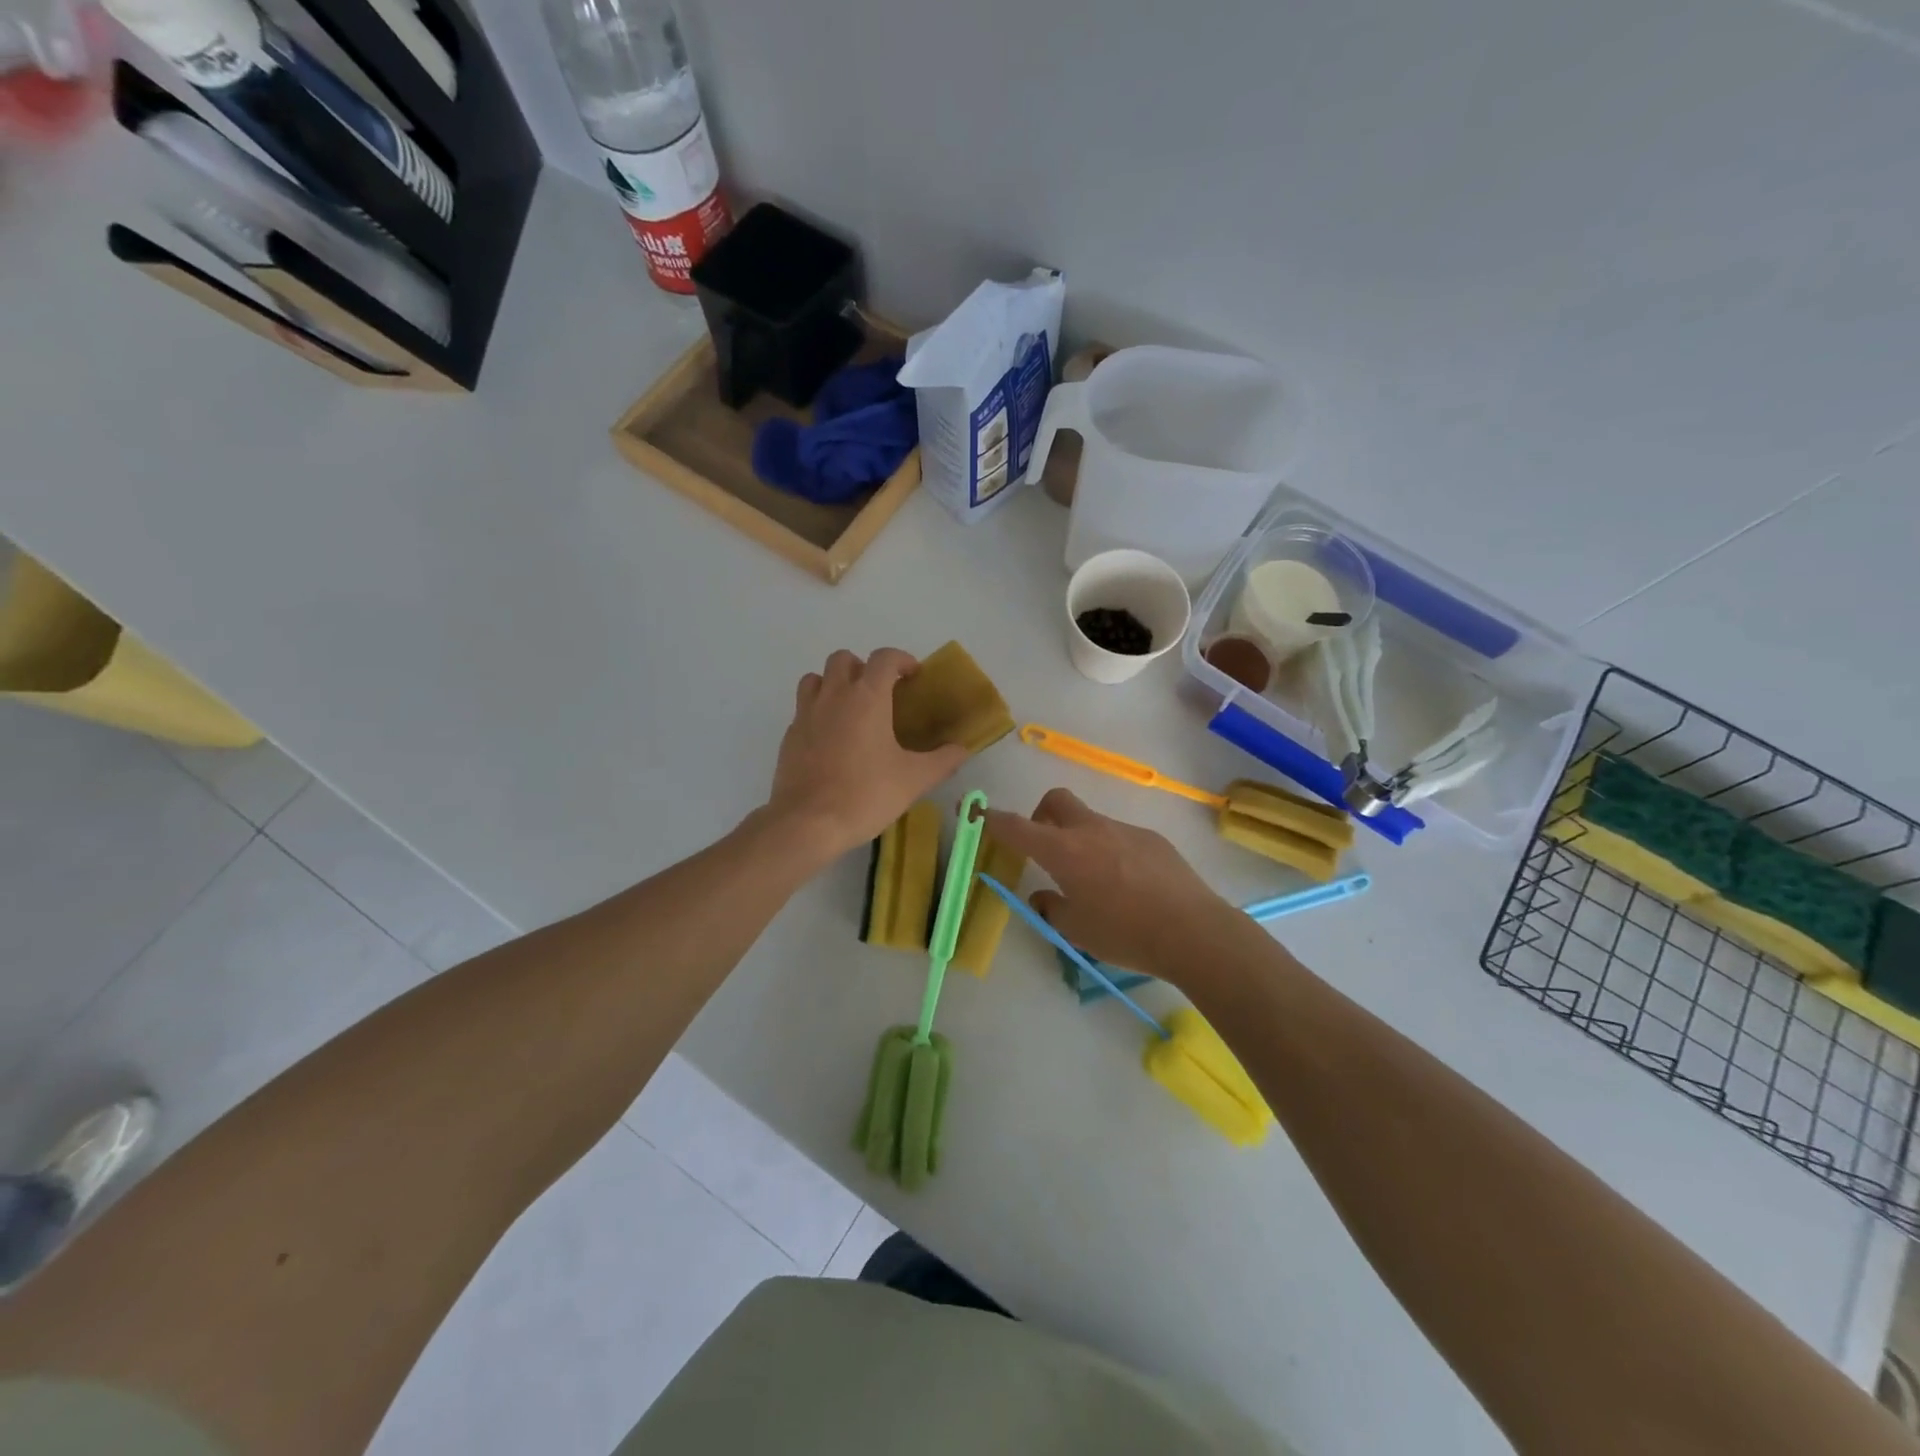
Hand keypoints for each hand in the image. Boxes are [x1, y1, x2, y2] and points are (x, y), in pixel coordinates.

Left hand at [765, 648, 969, 864]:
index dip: (901, 660)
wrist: (808, 822)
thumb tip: (962, 749)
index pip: (884, 658)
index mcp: (867, 697)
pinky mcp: (789, 735)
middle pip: (843, 659)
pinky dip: (818, 712)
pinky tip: (831, 739)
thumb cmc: (866, 794)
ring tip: (850, 709)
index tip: (912, 676)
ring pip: (816, 678)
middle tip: (879, 693)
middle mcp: (834, 696)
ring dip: (834, 684)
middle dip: (863, 667)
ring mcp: (806, 714)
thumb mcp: (915, 780)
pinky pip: (803, 709)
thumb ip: (943, 760)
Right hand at [983, 788, 1232, 985]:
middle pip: (1056, 800)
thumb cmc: (1125, 933)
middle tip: (1045, 847)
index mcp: (1064, 852)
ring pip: (1090, 821)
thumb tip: (1043, 896)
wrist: (1192, 931)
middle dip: (1041, 815)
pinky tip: (1130, 886)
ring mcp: (1124, 830)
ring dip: (1080, 839)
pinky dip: (1111, 852)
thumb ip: (1052, 908)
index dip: (992, 819)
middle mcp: (1091, 831)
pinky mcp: (1152, 839)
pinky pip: (1120, 837)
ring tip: (1096, 882)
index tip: (975, 812)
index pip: (1017, 827)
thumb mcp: (1077, 930)